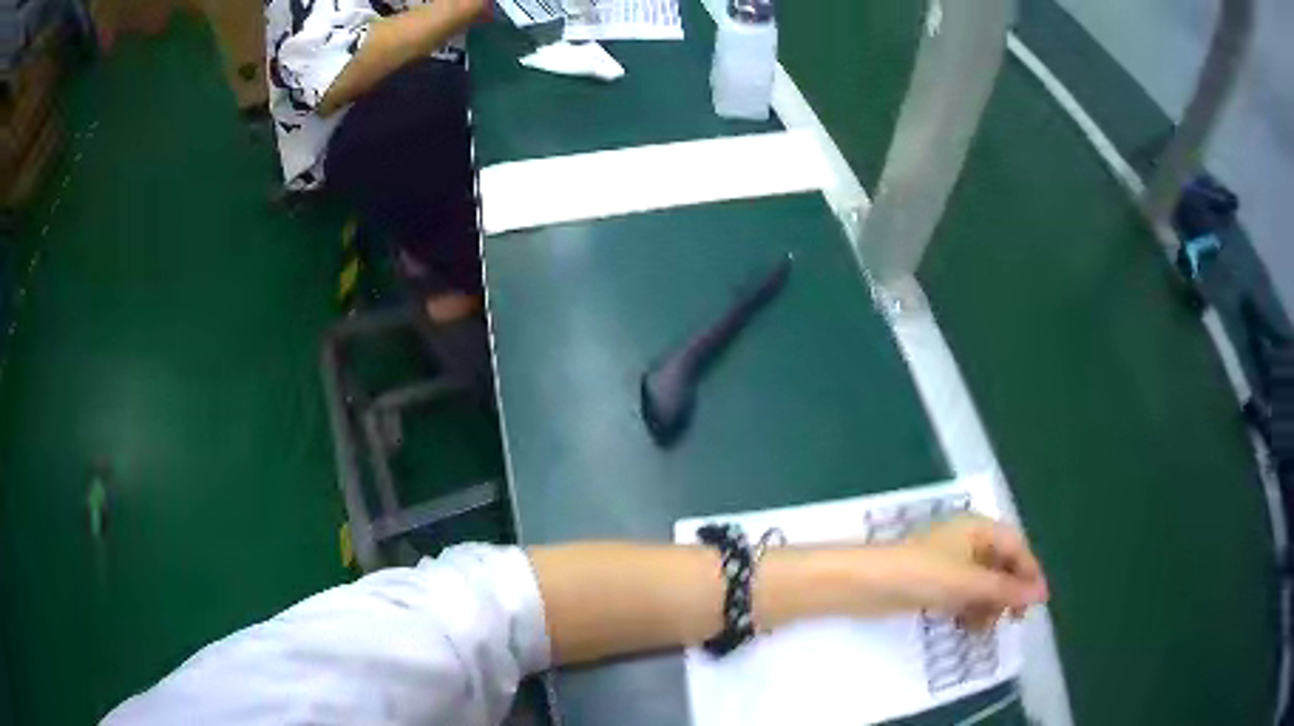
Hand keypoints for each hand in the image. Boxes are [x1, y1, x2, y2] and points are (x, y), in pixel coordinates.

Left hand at [883, 515, 1048, 629]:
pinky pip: (962, 594)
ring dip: (988, 605)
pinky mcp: (932, 582)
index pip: (1016, 546)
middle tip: (1011, 622)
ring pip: (982, 583)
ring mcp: (949, 561)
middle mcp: (967, 540)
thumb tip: (1041, 595)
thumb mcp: (968, 582)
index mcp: (979, 527)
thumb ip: (1006, 589)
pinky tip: (966, 627)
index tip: (1037, 604)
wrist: (864, 584)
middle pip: (1000, 565)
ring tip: (984, 629)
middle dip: (1008, 593)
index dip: (1030, 573)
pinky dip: (969, 609)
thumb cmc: (921, 574)